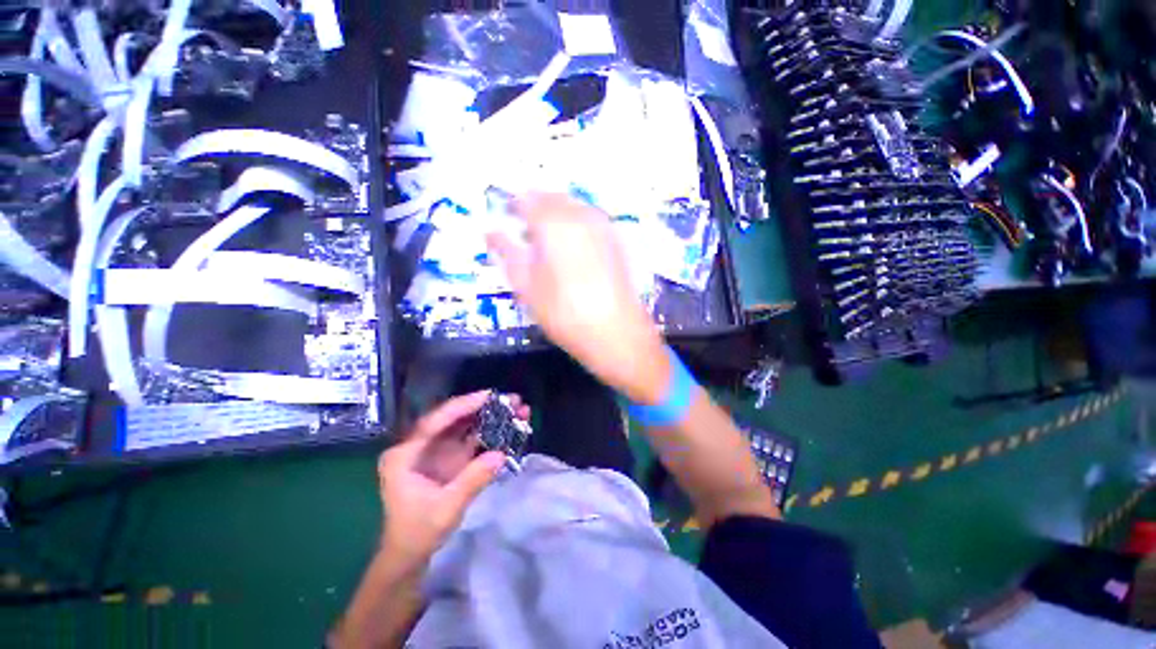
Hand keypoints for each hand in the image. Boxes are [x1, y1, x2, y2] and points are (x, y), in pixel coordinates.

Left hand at [377, 391, 528, 562]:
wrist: (409, 556)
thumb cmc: (418, 533)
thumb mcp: (445, 508)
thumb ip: (472, 480)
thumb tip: (501, 454)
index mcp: (405, 454)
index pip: (435, 421)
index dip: (463, 406)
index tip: (488, 396)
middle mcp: (418, 446)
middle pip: (453, 419)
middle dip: (482, 408)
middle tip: (512, 401)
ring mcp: (435, 451)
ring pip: (464, 427)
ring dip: (489, 418)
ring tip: (516, 410)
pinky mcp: (448, 459)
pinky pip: (470, 440)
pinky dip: (489, 433)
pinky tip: (508, 427)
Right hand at [487, 193, 669, 403]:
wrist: (616, 332)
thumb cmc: (564, 312)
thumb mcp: (526, 286)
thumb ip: (507, 253)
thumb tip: (491, 231)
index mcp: (553, 222)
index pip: (526, 199)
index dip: (513, 206)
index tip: (506, 220)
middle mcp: (580, 215)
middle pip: (552, 198)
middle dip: (535, 209)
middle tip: (525, 233)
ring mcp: (602, 225)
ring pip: (572, 206)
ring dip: (556, 215)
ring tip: (547, 242)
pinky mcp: (616, 240)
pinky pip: (590, 219)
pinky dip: (575, 224)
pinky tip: (572, 248)